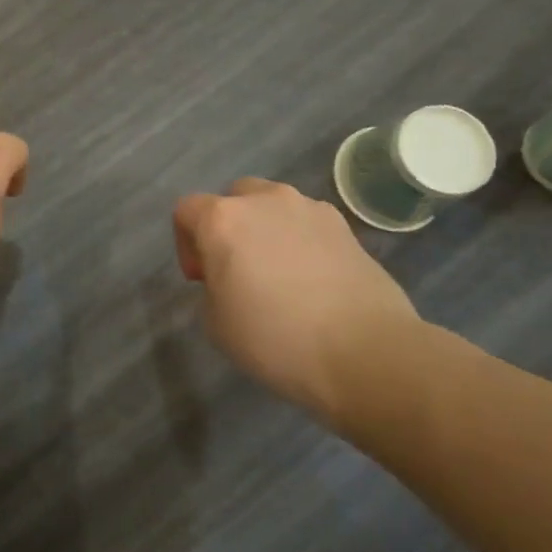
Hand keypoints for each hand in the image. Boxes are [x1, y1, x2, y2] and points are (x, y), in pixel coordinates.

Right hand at [173, 178, 419, 423]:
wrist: (366, 353)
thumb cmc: (275, 338)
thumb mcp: (215, 322)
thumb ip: (213, 286)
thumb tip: (234, 277)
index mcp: (223, 220)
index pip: (187, 210)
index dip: (185, 244)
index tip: (201, 280)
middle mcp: (265, 201)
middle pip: (232, 198)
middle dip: (228, 227)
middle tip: (236, 269)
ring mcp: (310, 210)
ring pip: (274, 207)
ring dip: (266, 230)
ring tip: (278, 274)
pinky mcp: (346, 228)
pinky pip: (308, 225)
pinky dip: (301, 242)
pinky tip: (311, 281)